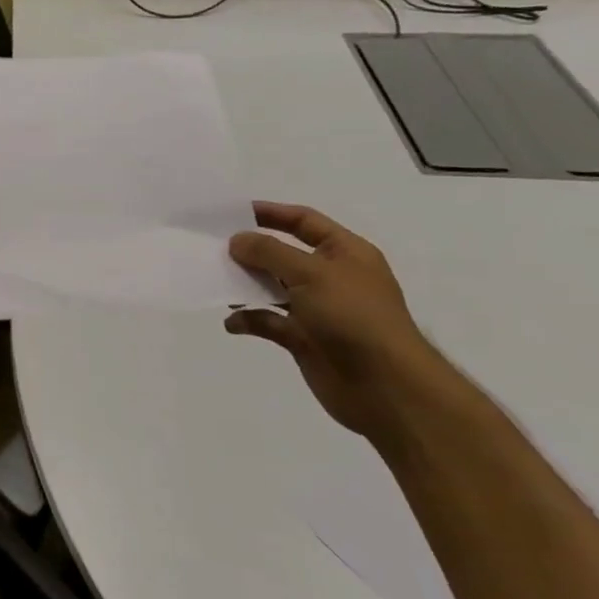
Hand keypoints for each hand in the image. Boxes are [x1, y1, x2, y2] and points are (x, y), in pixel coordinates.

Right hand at [224, 202, 443, 440]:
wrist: (385, 385)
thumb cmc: (354, 317)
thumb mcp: (311, 273)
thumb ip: (269, 252)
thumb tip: (237, 240)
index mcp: (345, 253)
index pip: (304, 222)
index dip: (271, 213)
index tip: (232, 213)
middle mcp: (331, 277)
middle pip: (283, 254)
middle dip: (250, 251)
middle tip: (212, 248)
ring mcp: (317, 309)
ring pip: (271, 288)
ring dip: (244, 286)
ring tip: (215, 282)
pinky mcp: (304, 338)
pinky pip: (268, 322)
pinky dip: (248, 320)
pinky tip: (232, 322)